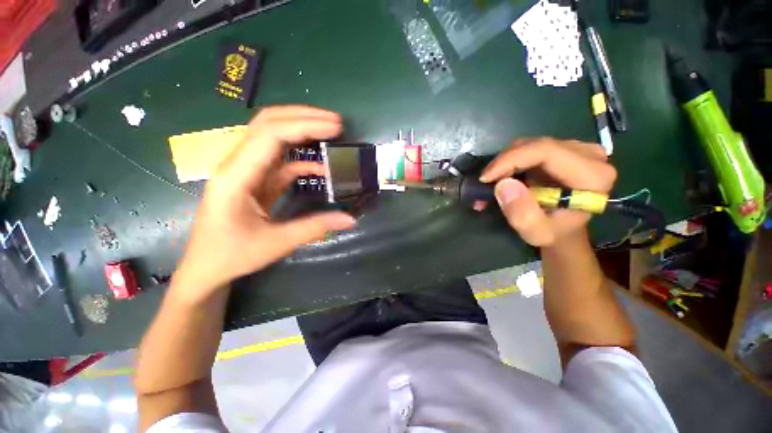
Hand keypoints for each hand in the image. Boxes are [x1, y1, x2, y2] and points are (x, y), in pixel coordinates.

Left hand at [174, 106, 355, 296]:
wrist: (206, 268)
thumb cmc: (232, 255)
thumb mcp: (276, 243)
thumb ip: (316, 228)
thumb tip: (350, 219)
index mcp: (236, 175)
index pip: (271, 135)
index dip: (305, 126)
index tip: (336, 127)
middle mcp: (239, 165)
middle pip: (268, 124)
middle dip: (303, 118)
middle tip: (336, 122)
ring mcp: (247, 171)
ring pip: (273, 137)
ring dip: (302, 131)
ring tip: (330, 133)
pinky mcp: (256, 180)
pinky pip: (280, 161)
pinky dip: (302, 159)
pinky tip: (321, 166)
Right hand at [479, 138, 615, 246]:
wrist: (565, 230)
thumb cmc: (554, 234)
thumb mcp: (537, 233)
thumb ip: (522, 214)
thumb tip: (504, 184)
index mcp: (592, 176)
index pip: (546, 152)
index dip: (511, 160)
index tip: (486, 178)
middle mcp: (590, 156)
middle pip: (536, 145)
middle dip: (504, 162)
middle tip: (486, 182)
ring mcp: (578, 149)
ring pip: (530, 144)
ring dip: (505, 162)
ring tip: (493, 183)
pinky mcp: (564, 150)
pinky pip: (530, 148)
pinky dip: (511, 161)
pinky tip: (502, 176)